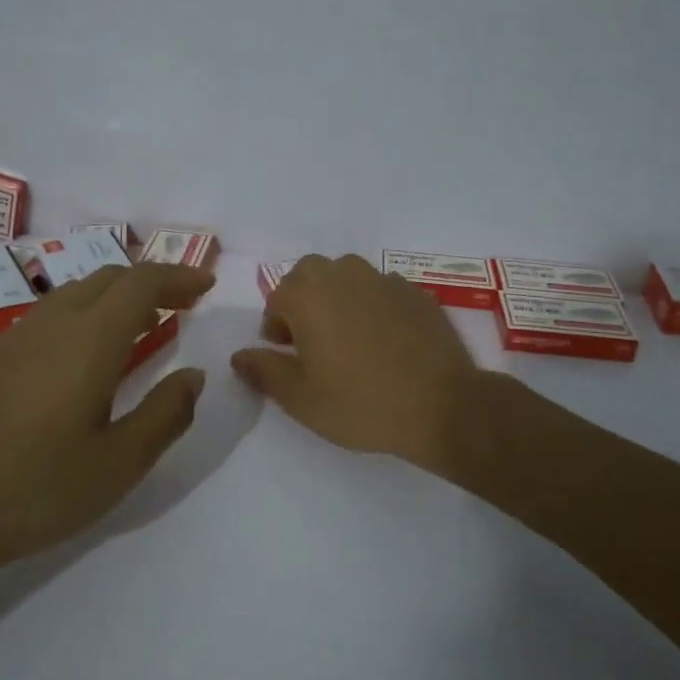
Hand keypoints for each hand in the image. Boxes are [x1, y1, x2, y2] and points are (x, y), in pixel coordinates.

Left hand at [0, 261, 214, 601]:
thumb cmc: (37, 490)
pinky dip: (82, 317)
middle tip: (181, 306)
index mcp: (89, 341)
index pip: (141, 282)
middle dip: (150, 283)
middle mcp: (51, 324)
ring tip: (140, 327)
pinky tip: (82, 359)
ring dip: (114, 298)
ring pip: (74, 294)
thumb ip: (166, 413)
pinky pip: (47, 317)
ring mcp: (12, 338)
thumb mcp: (120, 463)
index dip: (178, 276)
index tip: (205, 285)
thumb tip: (193, 375)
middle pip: (108, 278)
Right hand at [231, 254, 479, 471]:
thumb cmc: (360, 403)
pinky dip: (372, 305)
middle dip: (303, 301)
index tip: (285, 353)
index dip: (275, 326)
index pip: (277, 298)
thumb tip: (239, 355)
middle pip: (310, 275)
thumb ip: (264, 370)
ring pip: (347, 276)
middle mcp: (343, 275)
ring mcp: (384, 280)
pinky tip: (384, 340)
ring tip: (348, 337)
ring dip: (337, 297)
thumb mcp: (300, 398)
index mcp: (308, 295)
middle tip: (311, 341)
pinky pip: (381, 289)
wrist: (441, 405)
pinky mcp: (416, 292)